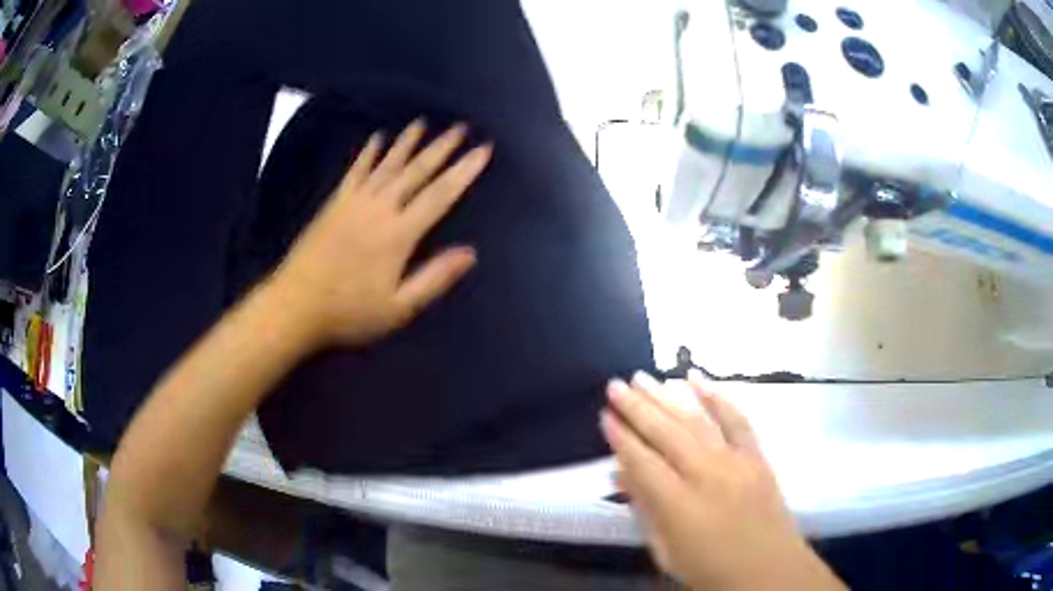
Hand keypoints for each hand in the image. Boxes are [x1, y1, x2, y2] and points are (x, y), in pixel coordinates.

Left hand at [268, 120, 491, 349]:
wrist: (295, 305)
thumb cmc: (349, 312)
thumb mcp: (398, 308)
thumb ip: (434, 279)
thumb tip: (470, 253)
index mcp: (398, 234)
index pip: (440, 195)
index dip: (464, 171)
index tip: (483, 149)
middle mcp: (379, 209)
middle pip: (416, 171)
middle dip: (440, 148)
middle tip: (460, 127)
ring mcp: (354, 202)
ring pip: (387, 165)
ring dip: (407, 143)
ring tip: (422, 123)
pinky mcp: (334, 203)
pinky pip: (356, 171)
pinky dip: (368, 153)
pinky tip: (377, 138)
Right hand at [601, 371, 845, 590]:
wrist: (769, 571)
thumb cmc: (710, 570)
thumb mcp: (666, 552)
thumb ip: (644, 511)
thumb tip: (619, 475)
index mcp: (679, 505)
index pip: (642, 462)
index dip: (621, 438)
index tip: (604, 416)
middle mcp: (706, 475)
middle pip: (666, 434)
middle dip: (637, 407)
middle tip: (615, 384)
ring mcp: (736, 461)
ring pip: (696, 421)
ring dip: (667, 397)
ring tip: (642, 377)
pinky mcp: (757, 456)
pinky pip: (737, 419)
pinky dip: (717, 396)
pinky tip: (697, 379)